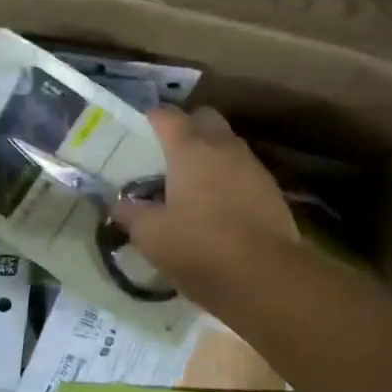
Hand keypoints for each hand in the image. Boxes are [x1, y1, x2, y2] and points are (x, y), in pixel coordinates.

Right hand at [111, 106, 297, 300]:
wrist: (265, 276)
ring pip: (229, 144)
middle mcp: (224, 147)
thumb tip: (119, 205)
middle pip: (205, 118)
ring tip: (194, 183)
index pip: (167, 115)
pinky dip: (230, 179)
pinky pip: (245, 172)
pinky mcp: (272, 191)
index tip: (140, 131)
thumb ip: (130, 214)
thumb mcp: (151, 236)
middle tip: (169, 154)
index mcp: (190, 149)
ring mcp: (253, 167)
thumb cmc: (199, 247)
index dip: (151, 119)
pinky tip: (220, 206)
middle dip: (188, 128)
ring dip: (212, 154)